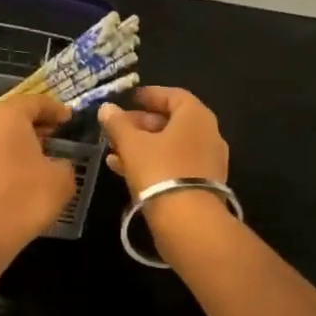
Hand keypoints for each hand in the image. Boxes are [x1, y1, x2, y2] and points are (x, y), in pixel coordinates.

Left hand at [0, 93, 76, 269]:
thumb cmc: (24, 198)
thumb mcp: (61, 179)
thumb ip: (65, 163)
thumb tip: (57, 163)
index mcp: (8, 116)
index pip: (35, 101)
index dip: (55, 108)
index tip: (70, 117)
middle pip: (14, 114)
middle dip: (38, 122)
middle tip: (59, 131)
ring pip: (2, 134)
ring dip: (23, 140)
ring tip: (46, 152)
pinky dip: (11, 155)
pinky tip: (27, 172)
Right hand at [98, 86, 228, 193]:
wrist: (188, 221)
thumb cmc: (159, 170)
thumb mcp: (132, 144)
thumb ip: (118, 123)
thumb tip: (107, 108)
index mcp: (196, 116)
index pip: (173, 95)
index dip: (149, 95)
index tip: (129, 99)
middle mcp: (208, 134)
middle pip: (171, 121)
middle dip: (141, 123)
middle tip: (117, 127)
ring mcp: (207, 161)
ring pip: (171, 145)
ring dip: (143, 145)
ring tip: (114, 150)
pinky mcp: (202, 184)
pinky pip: (174, 164)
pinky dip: (152, 162)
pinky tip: (124, 169)